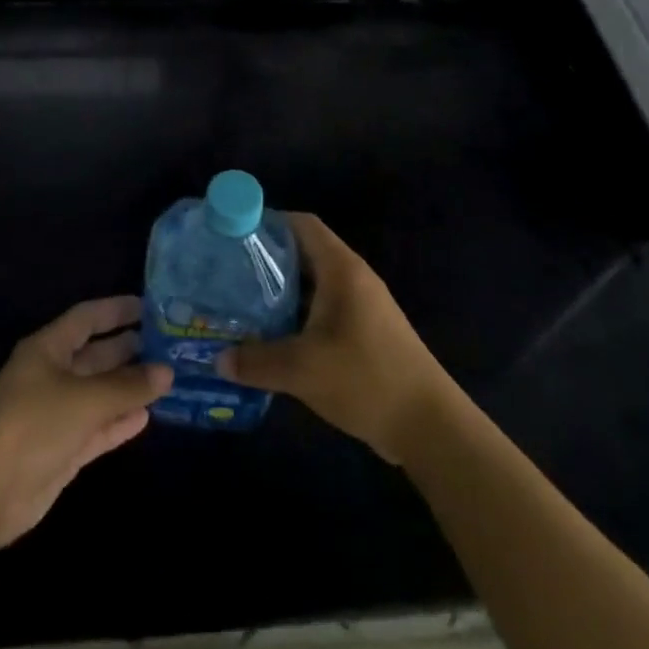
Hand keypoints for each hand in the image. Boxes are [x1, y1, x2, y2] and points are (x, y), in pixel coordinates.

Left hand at [0, 296, 171, 548]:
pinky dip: (118, 423)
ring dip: (127, 388)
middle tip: (166, 345)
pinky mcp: (59, 451)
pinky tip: (146, 418)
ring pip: (98, 394)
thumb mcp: (86, 399)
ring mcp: (55, 415)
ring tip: (166, 379)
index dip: (115, 310)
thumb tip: (166, 371)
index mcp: (48, 349)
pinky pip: (95, 429)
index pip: (87, 318)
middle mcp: (51, 376)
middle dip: (127, 349)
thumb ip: (128, 386)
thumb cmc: (33, 424)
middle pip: (94, 355)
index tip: (149, 307)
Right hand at [217, 214, 452, 462]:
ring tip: (242, 305)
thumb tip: (218, 360)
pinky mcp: (365, 333)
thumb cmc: (366, 378)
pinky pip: (324, 311)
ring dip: (281, 293)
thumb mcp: (303, 369)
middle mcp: (352, 278)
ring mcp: (362, 306)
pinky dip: (298, 317)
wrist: (429, 425)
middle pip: (304, 253)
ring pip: (313, 285)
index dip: (269, 222)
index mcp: (341, 268)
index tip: (234, 235)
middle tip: (229, 274)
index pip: (302, 225)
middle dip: (267, 261)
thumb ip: (257, 362)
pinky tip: (273, 339)